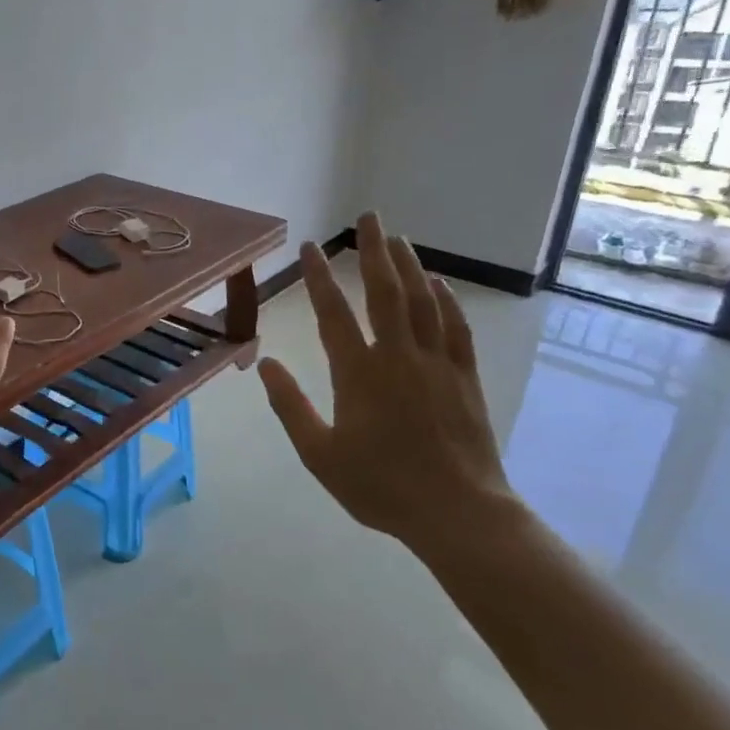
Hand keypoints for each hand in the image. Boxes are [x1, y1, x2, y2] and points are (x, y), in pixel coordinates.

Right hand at [257, 212, 524, 563]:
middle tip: (368, 217)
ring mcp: (437, 363)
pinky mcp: (464, 377)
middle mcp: (398, 356)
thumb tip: (264, 364)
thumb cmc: (380, 486)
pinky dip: (446, 300)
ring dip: (408, 266)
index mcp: (359, 373)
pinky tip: (438, 284)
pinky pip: (455, 327)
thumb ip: (290, 406)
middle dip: (373, 251)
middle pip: (385, 292)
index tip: (311, 246)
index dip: (320, 277)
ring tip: (396, 238)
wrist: (457, 512)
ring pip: (422, 301)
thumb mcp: (319, 454)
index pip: (333, 313)